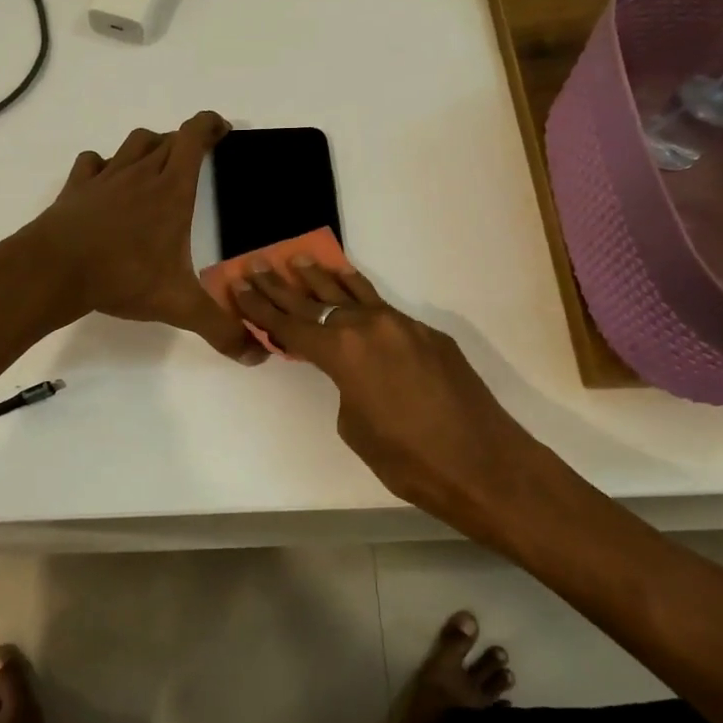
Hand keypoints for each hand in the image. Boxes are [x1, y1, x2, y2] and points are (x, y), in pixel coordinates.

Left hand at [22, 112, 265, 363]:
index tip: (223, 131)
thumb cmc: (122, 277)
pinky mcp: (77, 187)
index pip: (194, 136)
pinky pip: (93, 162)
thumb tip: (258, 355)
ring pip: (133, 142)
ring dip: (149, 147)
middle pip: (167, 138)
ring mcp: (105, 177)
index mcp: (172, 189)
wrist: (53, 271)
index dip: (210, 125)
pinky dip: (104, 165)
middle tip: (197, 162)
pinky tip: (107, 184)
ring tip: (156, 168)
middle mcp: (140, 173)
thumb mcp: (179, 305)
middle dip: (186, 141)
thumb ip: (220, 327)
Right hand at [230, 260, 546, 540]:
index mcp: (343, 353)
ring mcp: (402, 326)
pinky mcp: (428, 334)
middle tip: (258, 264)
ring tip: (300, 259)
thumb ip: (344, 386)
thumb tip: (352, 370)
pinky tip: (351, 290)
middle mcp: (369, 327)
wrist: (483, 463)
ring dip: (323, 279)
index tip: (239, 284)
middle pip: (315, 302)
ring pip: (353, 294)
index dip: (260, 307)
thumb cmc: (408, 460)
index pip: (290, 326)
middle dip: (282, 286)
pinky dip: (360, 297)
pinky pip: (383, 309)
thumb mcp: (355, 427)